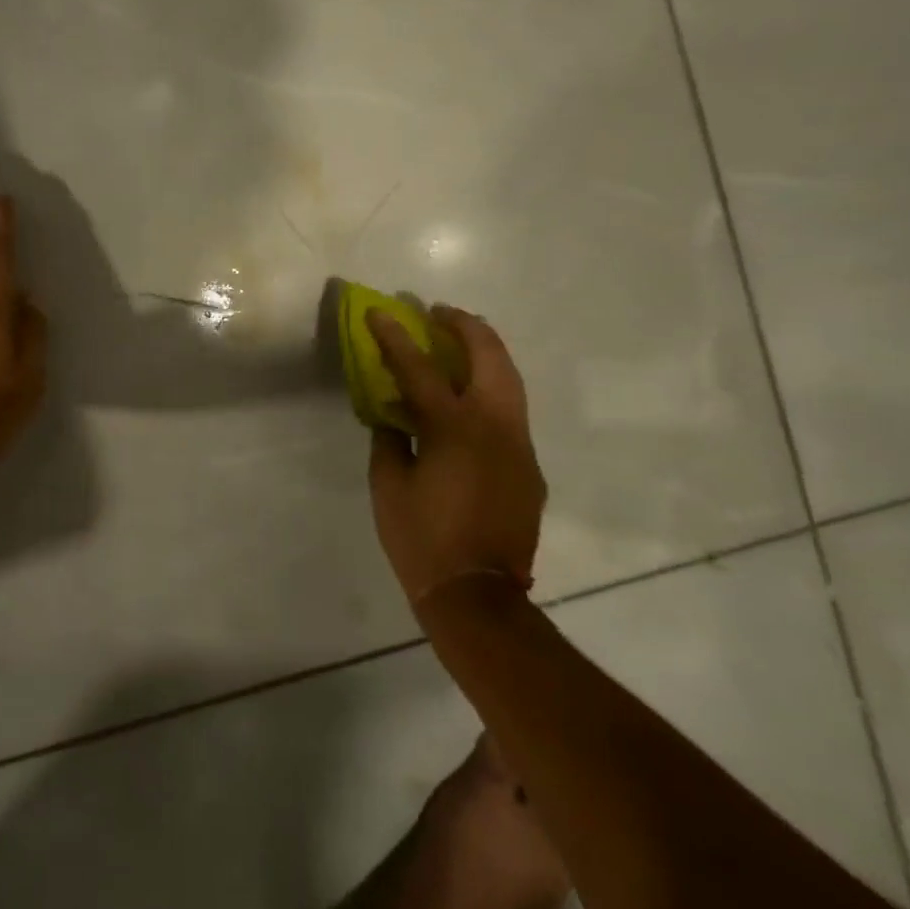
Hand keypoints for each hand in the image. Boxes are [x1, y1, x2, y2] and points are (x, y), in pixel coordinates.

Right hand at [365, 306, 545, 603]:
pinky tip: (469, 402)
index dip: (395, 336)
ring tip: (459, 341)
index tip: (380, 312)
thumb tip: (393, 416)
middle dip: (464, 325)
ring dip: (484, 352)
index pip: (420, 367)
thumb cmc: (422, 539)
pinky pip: (511, 413)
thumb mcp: (388, 486)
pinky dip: (490, 391)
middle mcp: (494, 426)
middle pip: (489, 356)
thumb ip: (389, 440)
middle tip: (438, 313)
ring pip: (510, 380)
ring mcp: (519, 445)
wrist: (479, 596)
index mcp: (453, 428)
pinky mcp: (529, 466)